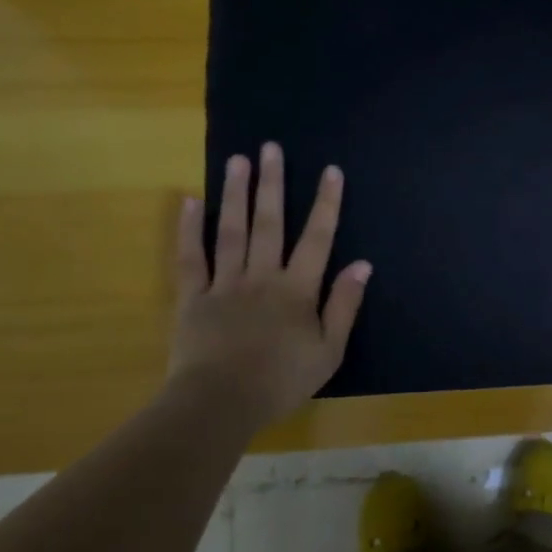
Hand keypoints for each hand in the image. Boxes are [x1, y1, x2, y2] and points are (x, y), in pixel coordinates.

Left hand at [168, 142, 371, 428]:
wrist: (220, 404)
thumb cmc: (281, 381)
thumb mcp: (329, 351)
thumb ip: (344, 306)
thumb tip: (363, 265)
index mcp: (297, 290)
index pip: (317, 239)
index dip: (326, 204)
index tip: (330, 171)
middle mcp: (262, 276)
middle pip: (269, 223)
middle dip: (272, 184)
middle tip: (271, 147)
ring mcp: (224, 284)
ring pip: (231, 231)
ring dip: (235, 194)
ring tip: (237, 160)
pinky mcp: (192, 297)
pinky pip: (191, 257)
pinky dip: (189, 229)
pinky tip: (190, 201)